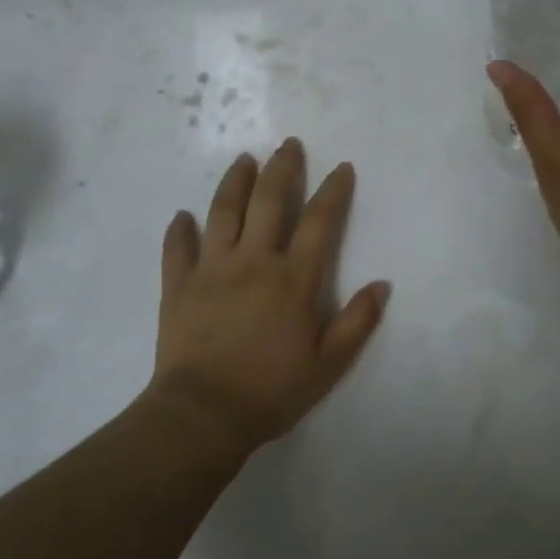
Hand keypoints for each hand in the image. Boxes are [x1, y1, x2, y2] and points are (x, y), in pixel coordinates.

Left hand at [151, 139, 390, 454]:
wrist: (203, 414)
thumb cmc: (272, 390)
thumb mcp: (329, 363)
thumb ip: (358, 322)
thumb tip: (382, 285)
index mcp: (294, 278)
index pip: (320, 221)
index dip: (333, 191)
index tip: (342, 167)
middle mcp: (254, 261)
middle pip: (269, 201)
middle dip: (282, 168)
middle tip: (288, 144)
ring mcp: (212, 270)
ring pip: (223, 212)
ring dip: (235, 182)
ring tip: (243, 160)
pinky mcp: (179, 286)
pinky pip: (177, 249)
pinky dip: (180, 230)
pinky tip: (183, 216)